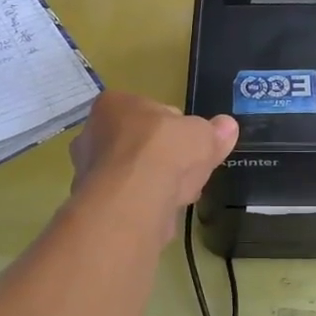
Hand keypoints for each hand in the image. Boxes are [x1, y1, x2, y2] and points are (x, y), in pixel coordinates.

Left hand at [68, 91, 237, 240]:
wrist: (134, 199)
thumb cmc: (164, 150)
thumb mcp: (202, 134)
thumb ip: (214, 131)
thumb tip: (227, 126)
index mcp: (113, 104)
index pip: (148, 111)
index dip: (173, 127)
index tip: (189, 144)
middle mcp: (91, 133)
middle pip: (136, 143)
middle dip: (160, 157)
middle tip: (185, 170)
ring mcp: (87, 171)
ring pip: (130, 173)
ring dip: (153, 182)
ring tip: (179, 194)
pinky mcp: (92, 204)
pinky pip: (127, 199)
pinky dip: (144, 204)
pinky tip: (163, 211)